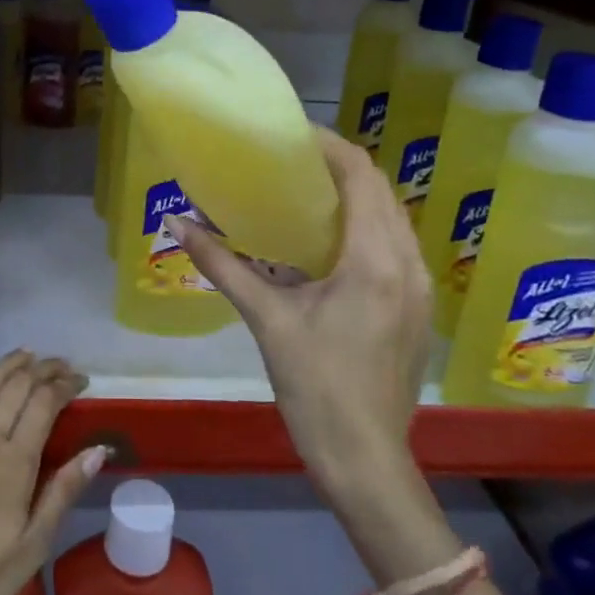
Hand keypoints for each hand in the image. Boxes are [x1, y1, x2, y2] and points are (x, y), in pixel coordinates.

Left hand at [0, 349, 104, 594]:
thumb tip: (97, 450)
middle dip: (43, 370)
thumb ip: (62, 493)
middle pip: (17, 389)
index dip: (65, 386)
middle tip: (60, 365)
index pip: (45, 405)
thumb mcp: (31, 549)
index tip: (80, 381)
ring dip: (8, 364)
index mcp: (15, 463)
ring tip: (27, 353)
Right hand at [169, 128, 432, 495]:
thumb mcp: (266, 320)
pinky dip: (365, 225)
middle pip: (381, 190)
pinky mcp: (415, 306)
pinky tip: (329, 239)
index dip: (328, 146)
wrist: (365, 459)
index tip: (290, 135)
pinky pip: (395, 244)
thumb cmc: (315, 387)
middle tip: (290, 161)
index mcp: (375, 259)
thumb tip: (175, 223)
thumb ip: (222, 265)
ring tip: (306, 191)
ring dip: (355, 195)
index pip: (361, 176)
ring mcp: (419, 286)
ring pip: (392, 216)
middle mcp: (408, 262)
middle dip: (339, 166)